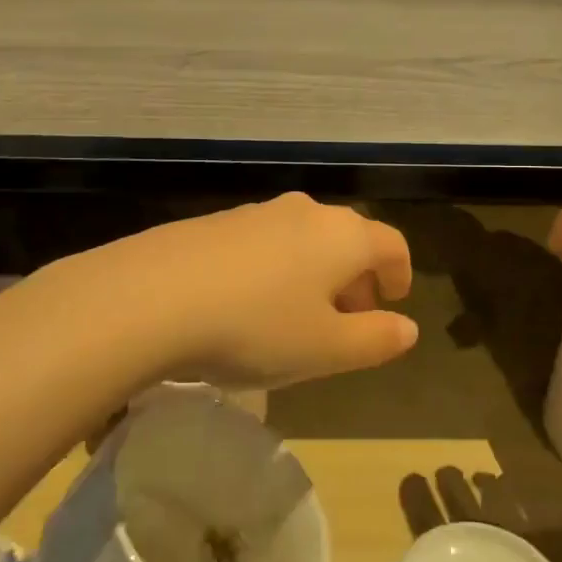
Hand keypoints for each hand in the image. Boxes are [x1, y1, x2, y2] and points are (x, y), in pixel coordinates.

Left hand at [61, 194, 417, 386]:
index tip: (392, 302)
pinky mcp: (215, 223)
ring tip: (298, 316)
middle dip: (355, 277)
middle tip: (348, 319)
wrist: (153, 295)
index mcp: (343, 235)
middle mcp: (304, 212)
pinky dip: (275, 268)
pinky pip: (263, 243)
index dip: (399, 273)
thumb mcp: (326, 349)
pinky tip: (249, 304)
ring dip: (314, 273)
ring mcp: (256, 212)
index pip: (391, 244)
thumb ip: (375, 340)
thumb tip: (408, 329)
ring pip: (304, 239)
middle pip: (347, 238)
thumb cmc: (256, 326)